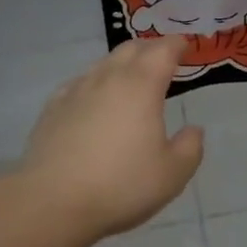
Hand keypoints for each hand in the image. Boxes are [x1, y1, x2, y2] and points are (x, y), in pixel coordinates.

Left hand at [16, 38, 204, 239]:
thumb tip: (193, 130)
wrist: (53, 202)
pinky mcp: (53, 109)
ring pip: (102, 64)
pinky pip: (79, 83)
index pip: (163, 51)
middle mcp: (108, 79)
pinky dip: (94, 82)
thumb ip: (190, 147)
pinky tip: (93, 97)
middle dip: (150, 48)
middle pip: (130, 49)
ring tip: (131, 78)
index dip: (177, 44)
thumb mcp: (172, 174)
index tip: (186, 46)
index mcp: (142, 87)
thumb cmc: (121, 185)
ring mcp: (76, 91)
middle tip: (162, 58)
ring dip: (121, 64)